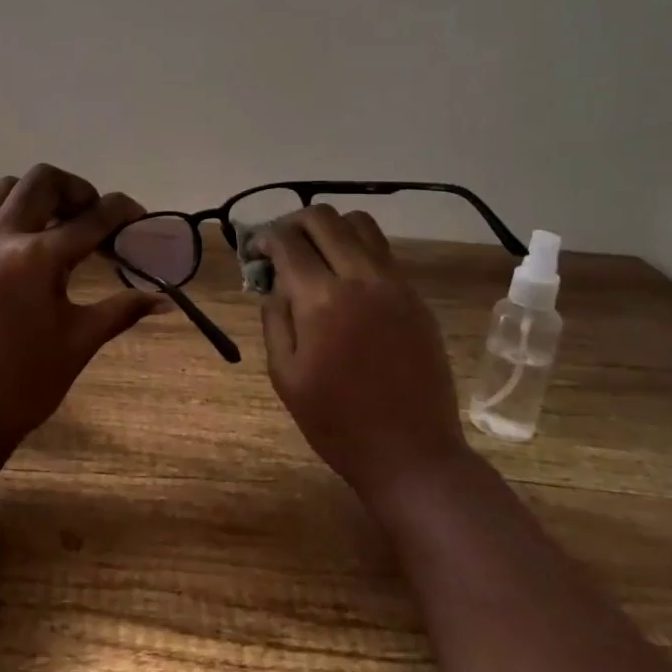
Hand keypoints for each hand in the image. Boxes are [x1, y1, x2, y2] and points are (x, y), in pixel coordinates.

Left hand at [0, 165, 162, 456]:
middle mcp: (2, 239)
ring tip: (51, 221)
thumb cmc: (30, 381)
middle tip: (92, 218)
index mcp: (40, 257)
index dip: (123, 212)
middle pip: (42, 181)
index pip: (93, 218)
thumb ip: (123, 310)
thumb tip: (164, 300)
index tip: (138, 219)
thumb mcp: (82, 340)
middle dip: (76, 189)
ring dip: (32, 195)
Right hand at [253, 205, 469, 508]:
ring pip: (361, 225)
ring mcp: (395, 285)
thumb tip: (275, 283)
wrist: (411, 453)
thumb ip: (275, 319)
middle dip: (294, 223)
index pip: (287, 241)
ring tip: (316, 256)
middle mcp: (361, 278)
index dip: (264, 238)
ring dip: (330, 230)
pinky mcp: (416, 298)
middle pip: (324, 218)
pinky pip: (383, 253)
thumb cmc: (336, 422)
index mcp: (322, 299)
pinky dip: (357, 251)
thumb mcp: (285, 375)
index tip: (255, 252)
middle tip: (281, 247)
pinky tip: (346, 282)